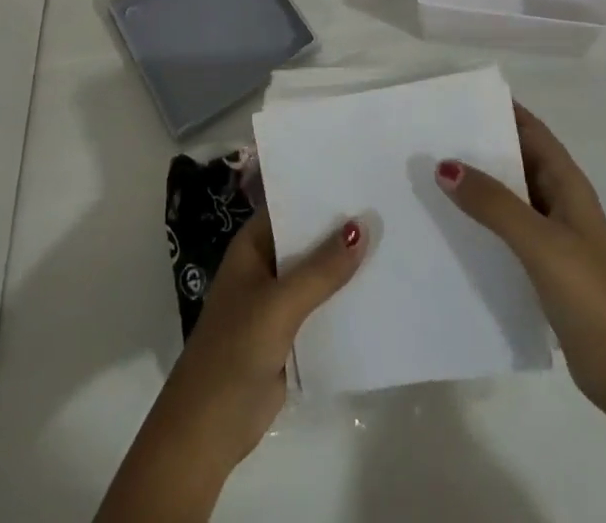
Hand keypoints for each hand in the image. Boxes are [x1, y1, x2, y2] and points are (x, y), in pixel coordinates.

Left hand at [96, 207, 365, 522]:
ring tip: (394, 242)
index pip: (290, 206)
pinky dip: (344, 302)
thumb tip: (362, 225)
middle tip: (388, 207)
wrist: (211, 427)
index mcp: (253, 245)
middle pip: (307, 240)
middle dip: (341, 230)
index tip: (361, 178)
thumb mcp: (280, 304)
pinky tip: (379, 293)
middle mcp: (266, 265)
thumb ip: (321, 269)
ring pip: (318, 275)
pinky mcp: (291, 334)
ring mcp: (278, 301)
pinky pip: (323, 308)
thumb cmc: (236, 349)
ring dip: (346, 267)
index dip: (321, 193)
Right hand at [435, 102, 605, 416]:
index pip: (531, 129)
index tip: (457, 95)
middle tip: (431, 132)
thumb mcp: (539, 242)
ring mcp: (553, 235)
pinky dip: (481, 217)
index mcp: (568, 184)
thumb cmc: (590, 296)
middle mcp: (560, 201)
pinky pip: (506, 227)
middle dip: (480, 143)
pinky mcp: (544, 265)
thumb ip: (493, 203)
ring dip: (477, 181)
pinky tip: (450, 223)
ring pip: (509, 193)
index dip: (500, 108)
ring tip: (430, 171)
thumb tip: (444, 164)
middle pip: (517, 158)